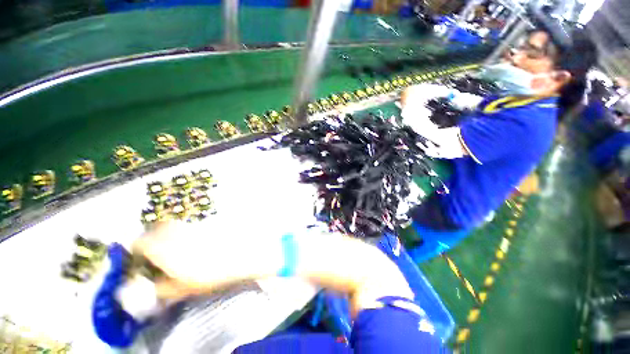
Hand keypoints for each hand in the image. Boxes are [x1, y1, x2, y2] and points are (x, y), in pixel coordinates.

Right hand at [131, 221, 281, 297]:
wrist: (240, 252)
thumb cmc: (209, 272)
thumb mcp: (181, 289)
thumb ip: (162, 289)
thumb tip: (154, 287)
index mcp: (161, 246)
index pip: (138, 243)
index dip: (136, 253)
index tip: (141, 264)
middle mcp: (173, 231)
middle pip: (154, 230)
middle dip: (150, 242)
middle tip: (157, 256)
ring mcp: (191, 225)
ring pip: (171, 226)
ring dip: (167, 236)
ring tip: (175, 251)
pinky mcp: (204, 223)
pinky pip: (187, 225)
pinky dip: (183, 233)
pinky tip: (193, 245)